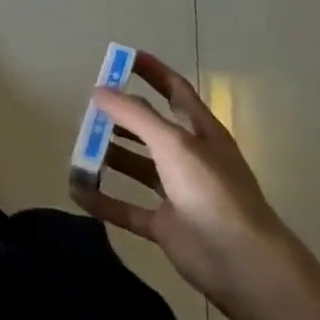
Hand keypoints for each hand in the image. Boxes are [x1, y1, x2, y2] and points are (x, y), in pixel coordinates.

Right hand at [78, 51, 293, 313]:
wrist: (242, 262)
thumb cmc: (212, 191)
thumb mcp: (172, 142)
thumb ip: (134, 115)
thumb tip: (99, 89)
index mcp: (200, 131)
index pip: (174, 90)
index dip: (151, 71)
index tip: (121, 56)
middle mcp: (189, 157)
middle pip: (149, 128)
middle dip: (120, 116)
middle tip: (87, 107)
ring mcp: (177, 192)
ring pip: (136, 166)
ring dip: (108, 156)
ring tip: (77, 146)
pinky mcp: (165, 225)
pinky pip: (126, 208)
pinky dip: (102, 200)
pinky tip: (76, 191)